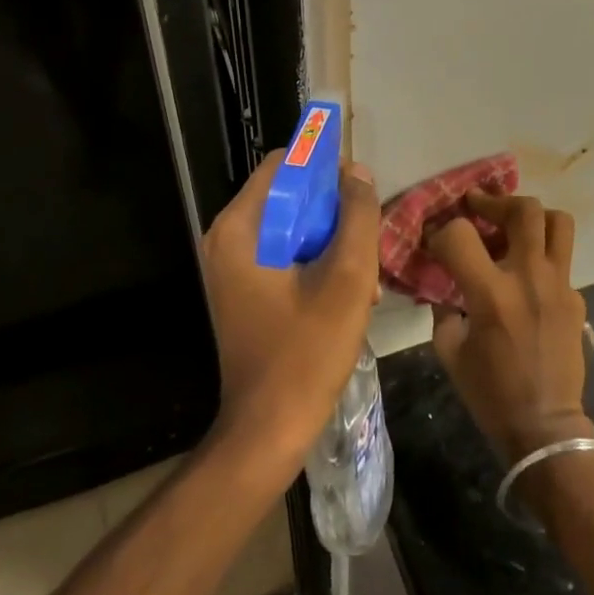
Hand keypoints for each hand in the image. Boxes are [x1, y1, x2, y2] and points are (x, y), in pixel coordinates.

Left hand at [200, 153, 381, 477]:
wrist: (267, 429)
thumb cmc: (306, 352)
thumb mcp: (347, 279)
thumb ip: (357, 217)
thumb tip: (356, 172)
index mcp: (240, 228)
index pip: (284, 165)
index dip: (325, 170)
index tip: (360, 194)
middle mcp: (227, 239)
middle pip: (288, 197)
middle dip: (332, 213)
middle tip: (366, 244)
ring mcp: (231, 267)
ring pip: (290, 228)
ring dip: (330, 242)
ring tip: (364, 278)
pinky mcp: (242, 290)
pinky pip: (282, 256)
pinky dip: (314, 264)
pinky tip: (346, 296)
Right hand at [428, 192, 593, 463]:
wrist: (545, 427)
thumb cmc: (490, 393)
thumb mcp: (449, 351)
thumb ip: (444, 309)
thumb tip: (444, 284)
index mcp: (492, 293)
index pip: (460, 234)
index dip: (440, 231)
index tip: (435, 241)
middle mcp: (530, 278)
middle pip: (523, 210)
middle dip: (495, 201)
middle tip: (478, 207)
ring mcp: (560, 286)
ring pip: (557, 222)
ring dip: (532, 217)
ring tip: (512, 227)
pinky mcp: (576, 299)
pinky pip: (562, 261)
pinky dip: (542, 258)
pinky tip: (527, 280)